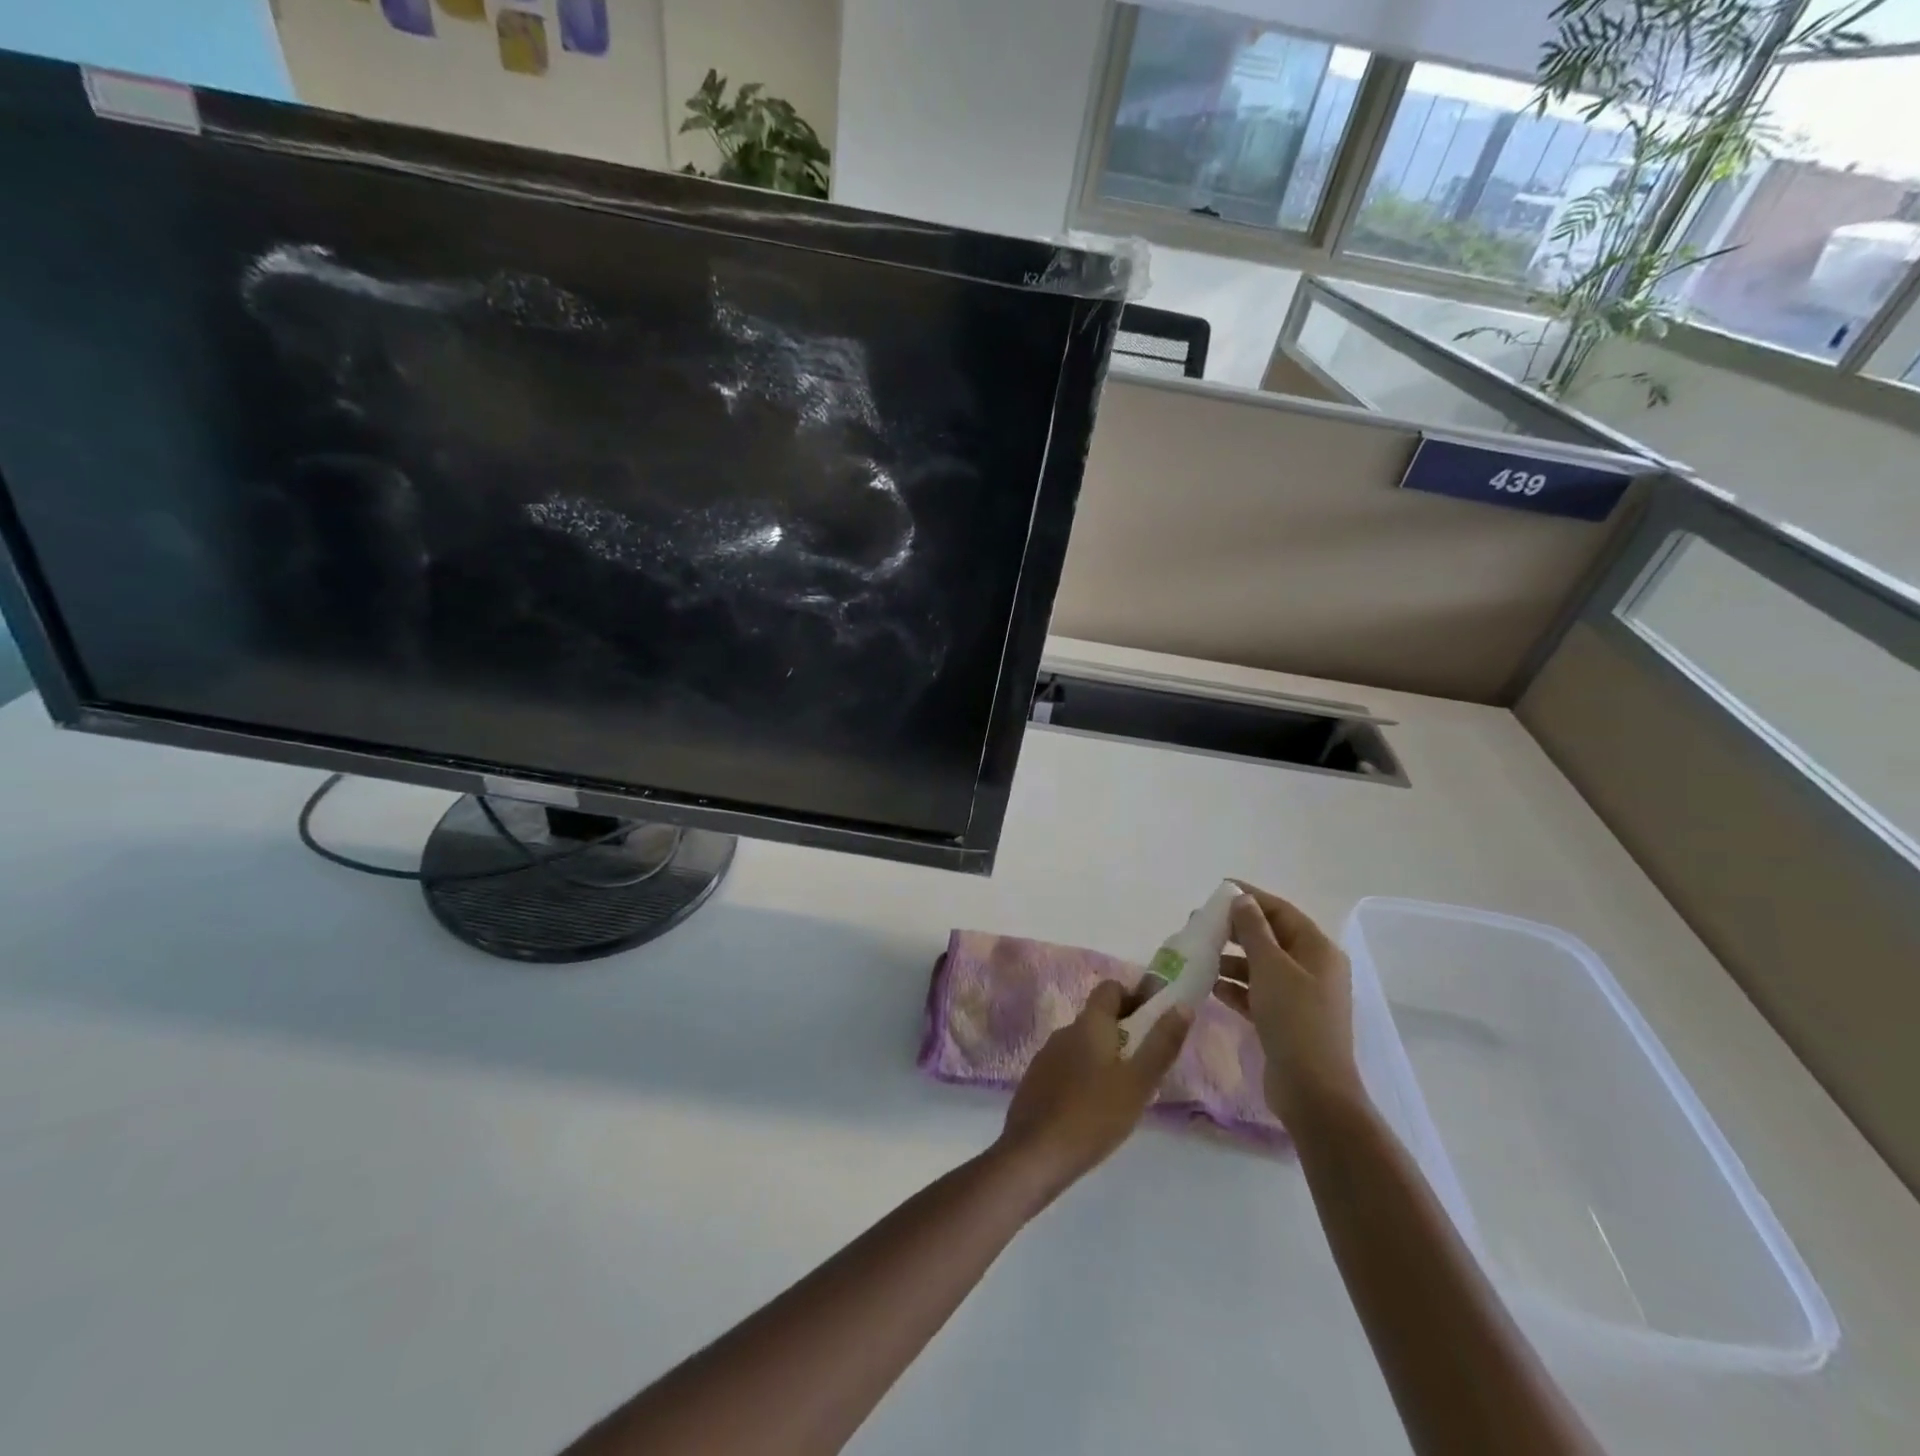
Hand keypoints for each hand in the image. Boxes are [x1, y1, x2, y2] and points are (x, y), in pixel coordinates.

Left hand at [996, 981, 1190, 1201]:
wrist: (1034, 1154)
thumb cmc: (1093, 1115)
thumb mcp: (1138, 1083)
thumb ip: (1161, 1044)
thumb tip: (1182, 1005)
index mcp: (1088, 1024)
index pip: (1110, 989)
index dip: (1134, 996)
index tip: (1154, 1020)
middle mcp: (1064, 1031)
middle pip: (1097, 1017)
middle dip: (1124, 1030)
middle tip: (1147, 1062)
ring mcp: (1046, 1056)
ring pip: (1083, 1043)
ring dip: (1105, 1054)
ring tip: (1125, 1088)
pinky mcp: (1036, 1080)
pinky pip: (1067, 1066)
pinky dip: (1085, 1074)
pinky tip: (1095, 1107)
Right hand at [1215, 885, 1362, 1125]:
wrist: (1312, 1091)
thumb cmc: (1294, 1020)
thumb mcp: (1270, 968)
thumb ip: (1253, 930)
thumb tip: (1241, 899)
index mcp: (1318, 950)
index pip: (1281, 911)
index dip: (1250, 897)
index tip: (1217, 889)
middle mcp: (1313, 969)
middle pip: (1271, 937)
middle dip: (1236, 929)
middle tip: (1200, 923)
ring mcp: (1301, 997)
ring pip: (1261, 966)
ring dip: (1232, 958)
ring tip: (1199, 954)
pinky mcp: (1286, 1020)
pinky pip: (1257, 992)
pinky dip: (1236, 986)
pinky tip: (1210, 985)